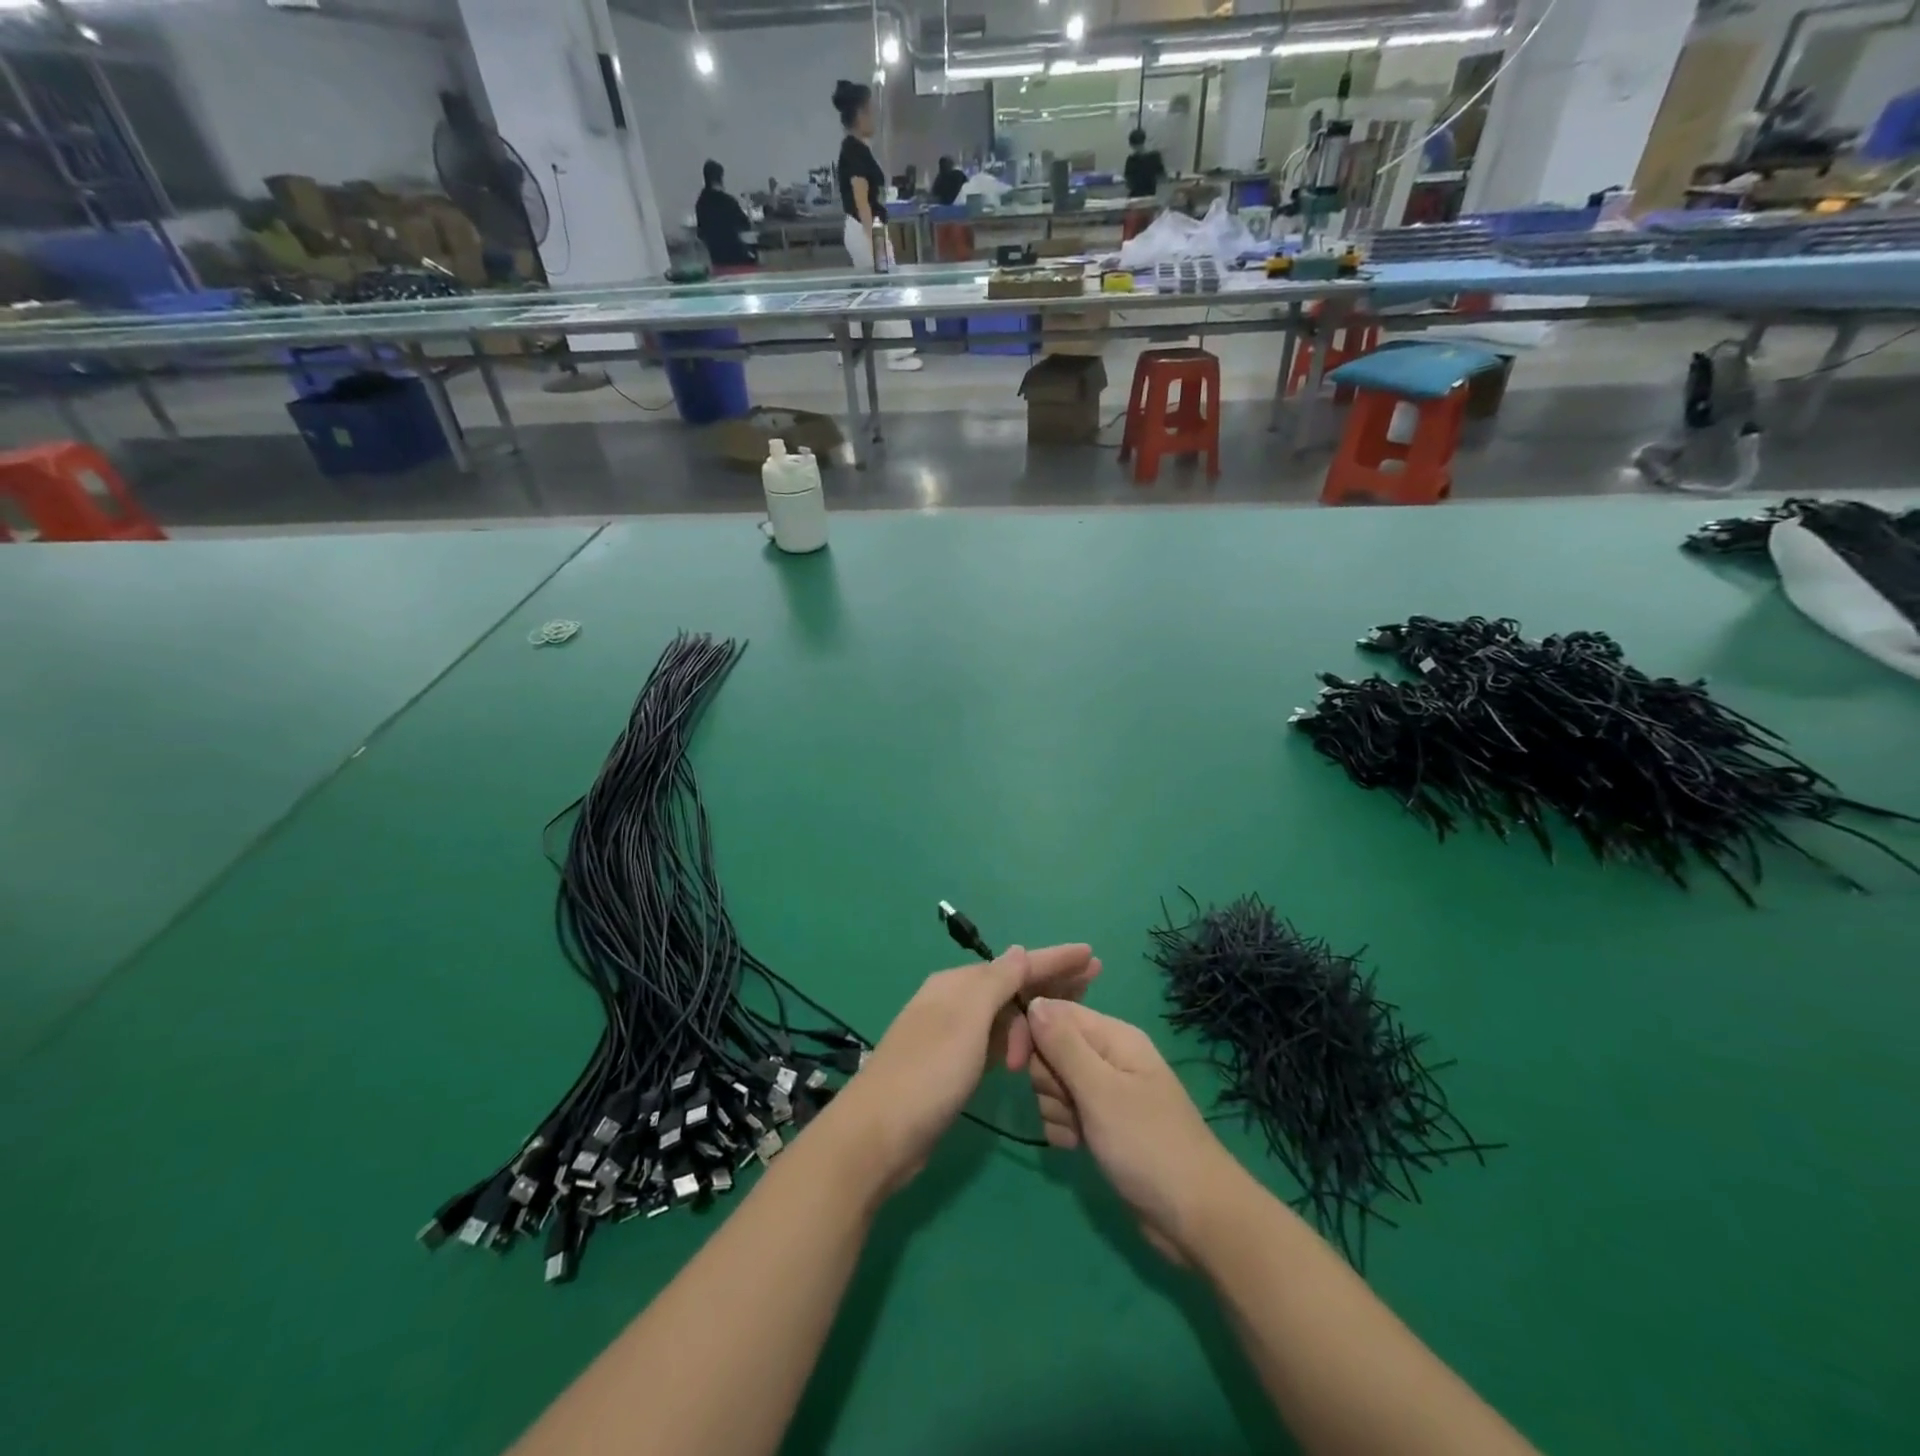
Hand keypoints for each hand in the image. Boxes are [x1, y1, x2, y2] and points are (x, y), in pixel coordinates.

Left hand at [828, 944, 1099, 1197]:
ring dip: (1037, 1011)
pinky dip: (1018, 1038)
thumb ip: (996, 983)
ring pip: (1005, 1013)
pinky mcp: (953, 1067)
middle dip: (1051, 981)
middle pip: (1011, 984)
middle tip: (1094, 979)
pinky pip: (996, 1040)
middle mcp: (954, 1002)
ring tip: (1075, 1012)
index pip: (1015, 964)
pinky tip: (1036, 1043)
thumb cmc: (929, 1072)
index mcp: (956, 984)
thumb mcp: (966, 1020)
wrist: (879, 1135)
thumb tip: (1020, 950)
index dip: (1054, 958)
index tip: (1091, 954)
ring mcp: (952, 1035)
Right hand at [1024, 999, 1247, 1263]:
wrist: (1195, 1217)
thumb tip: (1034, 1001)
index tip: (1014, 1064)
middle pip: (1050, 1048)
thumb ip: (1064, 1045)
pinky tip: (1077, 1148)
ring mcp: (1105, 1092)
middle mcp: (1108, 1057)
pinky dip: (1063, 1130)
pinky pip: (1063, 1113)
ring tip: (1079, 1131)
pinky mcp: (1101, 1125)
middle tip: (1069, 1103)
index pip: (1055, 1012)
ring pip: (1053, 1084)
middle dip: (1047, 1079)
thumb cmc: (1147, 1144)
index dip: (1030, 1033)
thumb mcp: (1100, 1090)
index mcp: (1113, 1036)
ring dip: (1054, 1108)